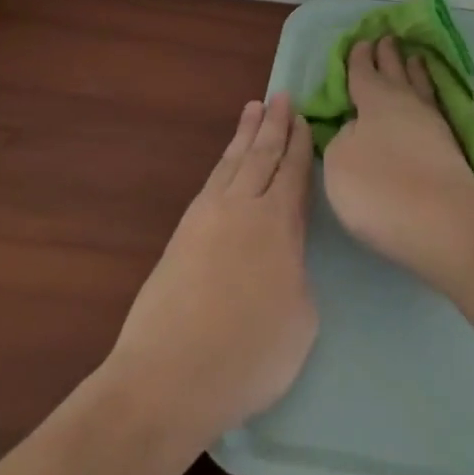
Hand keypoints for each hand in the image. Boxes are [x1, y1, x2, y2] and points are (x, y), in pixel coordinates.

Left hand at [107, 93, 316, 444]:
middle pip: (261, 155)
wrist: (168, 377)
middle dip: (274, 125)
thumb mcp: (301, 318)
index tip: (304, 118)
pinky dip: (223, 162)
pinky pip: (210, 182)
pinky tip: (226, 162)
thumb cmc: (249, 355)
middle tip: (281, 96)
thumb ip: (297, 273)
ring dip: (244, 134)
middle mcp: (242, 208)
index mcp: (278, 224)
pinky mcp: (181, 234)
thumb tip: (283, 257)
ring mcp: (206, 218)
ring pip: (231, 162)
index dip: (300, 144)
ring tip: (253, 108)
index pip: (293, 172)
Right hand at [322, 38, 473, 282]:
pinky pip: (434, 107)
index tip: (360, 42)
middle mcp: (406, 105)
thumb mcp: (339, 161)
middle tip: (386, 38)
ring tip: (414, 57)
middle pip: (395, 73)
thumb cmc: (379, 188)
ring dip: (414, 71)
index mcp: (374, 101)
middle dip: (388, 56)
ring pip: (420, 87)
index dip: (359, 58)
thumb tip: (357, 129)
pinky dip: (429, 96)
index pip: (363, 73)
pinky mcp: (451, 149)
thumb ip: (343, 138)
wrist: (443, 223)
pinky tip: (428, 101)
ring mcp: (433, 126)